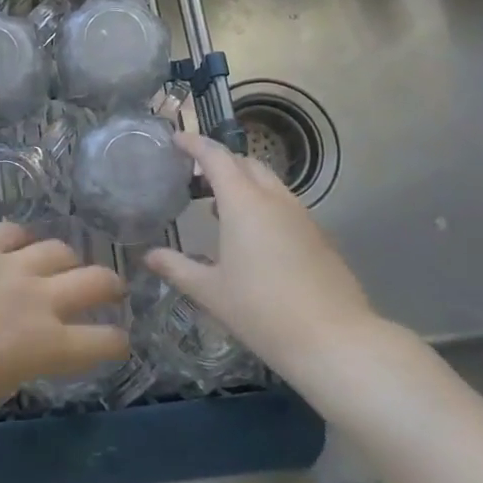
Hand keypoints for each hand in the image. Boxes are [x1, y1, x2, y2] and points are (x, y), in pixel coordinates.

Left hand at [0, 223, 127, 428]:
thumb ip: (19, 368)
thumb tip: (21, 354)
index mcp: (48, 347)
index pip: (103, 341)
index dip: (117, 342)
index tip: (118, 341)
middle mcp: (40, 299)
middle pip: (95, 281)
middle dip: (111, 286)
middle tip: (111, 290)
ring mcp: (10, 266)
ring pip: (58, 249)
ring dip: (66, 260)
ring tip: (62, 264)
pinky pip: (12, 231)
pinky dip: (20, 239)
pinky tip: (17, 245)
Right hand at [146, 132, 385, 400]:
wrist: (335, 342)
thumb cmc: (262, 311)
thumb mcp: (211, 292)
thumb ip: (177, 268)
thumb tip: (148, 255)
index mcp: (243, 203)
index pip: (216, 157)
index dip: (194, 144)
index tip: (176, 140)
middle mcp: (274, 199)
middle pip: (245, 163)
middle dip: (221, 162)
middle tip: (197, 176)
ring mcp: (302, 216)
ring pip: (269, 183)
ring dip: (244, 184)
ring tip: (220, 207)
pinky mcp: (319, 236)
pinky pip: (285, 205)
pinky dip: (263, 204)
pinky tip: (254, 237)